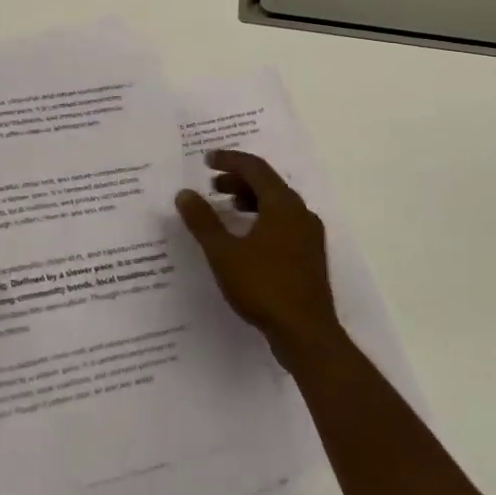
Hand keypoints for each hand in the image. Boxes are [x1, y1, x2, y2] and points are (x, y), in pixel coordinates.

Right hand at [174, 150, 341, 368]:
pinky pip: (283, 223)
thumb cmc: (264, 286)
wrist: (307, 334)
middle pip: (268, 184)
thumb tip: (185, 193)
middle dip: (238, 180)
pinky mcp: (310, 257)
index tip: (207, 160)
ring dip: (250, 200)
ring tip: (226, 208)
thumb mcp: (224, 253)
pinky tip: (246, 238)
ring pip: (277, 205)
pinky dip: (262, 219)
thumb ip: (203, 221)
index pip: (255, 168)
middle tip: (212, 185)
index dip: (229, 160)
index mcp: (283, 204)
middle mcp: (301, 213)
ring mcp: (309, 235)